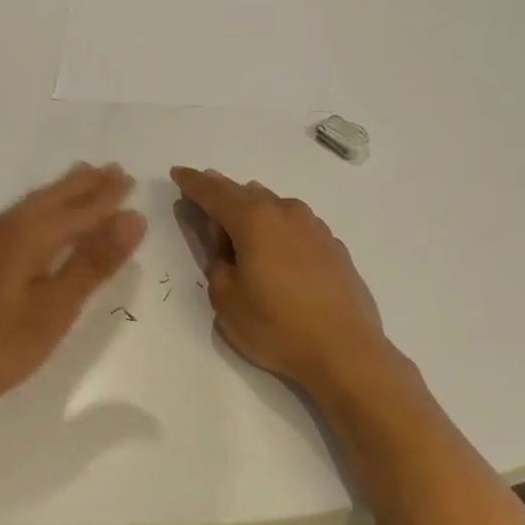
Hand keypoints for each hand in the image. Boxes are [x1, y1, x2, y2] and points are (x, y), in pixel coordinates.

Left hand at [0, 163, 145, 418]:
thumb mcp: (52, 310)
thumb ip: (91, 263)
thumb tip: (132, 217)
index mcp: (28, 236)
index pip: (80, 210)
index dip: (107, 198)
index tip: (130, 179)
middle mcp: (3, 229)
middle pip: (52, 199)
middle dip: (84, 186)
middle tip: (111, 171)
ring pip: (30, 206)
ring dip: (60, 193)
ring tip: (79, 181)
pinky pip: (14, 219)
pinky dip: (37, 210)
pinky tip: (32, 221)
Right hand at [171, 167, 399, 395]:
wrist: (346, 351)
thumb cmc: (277, 327)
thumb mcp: (226, 299)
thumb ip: (216, 262)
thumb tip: (224, 244)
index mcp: (254, 220)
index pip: (214, 193)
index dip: (192, 183)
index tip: (178, 173)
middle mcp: (285, 212)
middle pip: (244, 193)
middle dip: (219, 192)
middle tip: (201, 192)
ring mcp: (314, 227)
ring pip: (272, 206)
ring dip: (250, 209)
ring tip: (236, 223)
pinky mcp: (333, 245)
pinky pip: (294, 224)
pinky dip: (276, 227)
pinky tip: (275, 247)